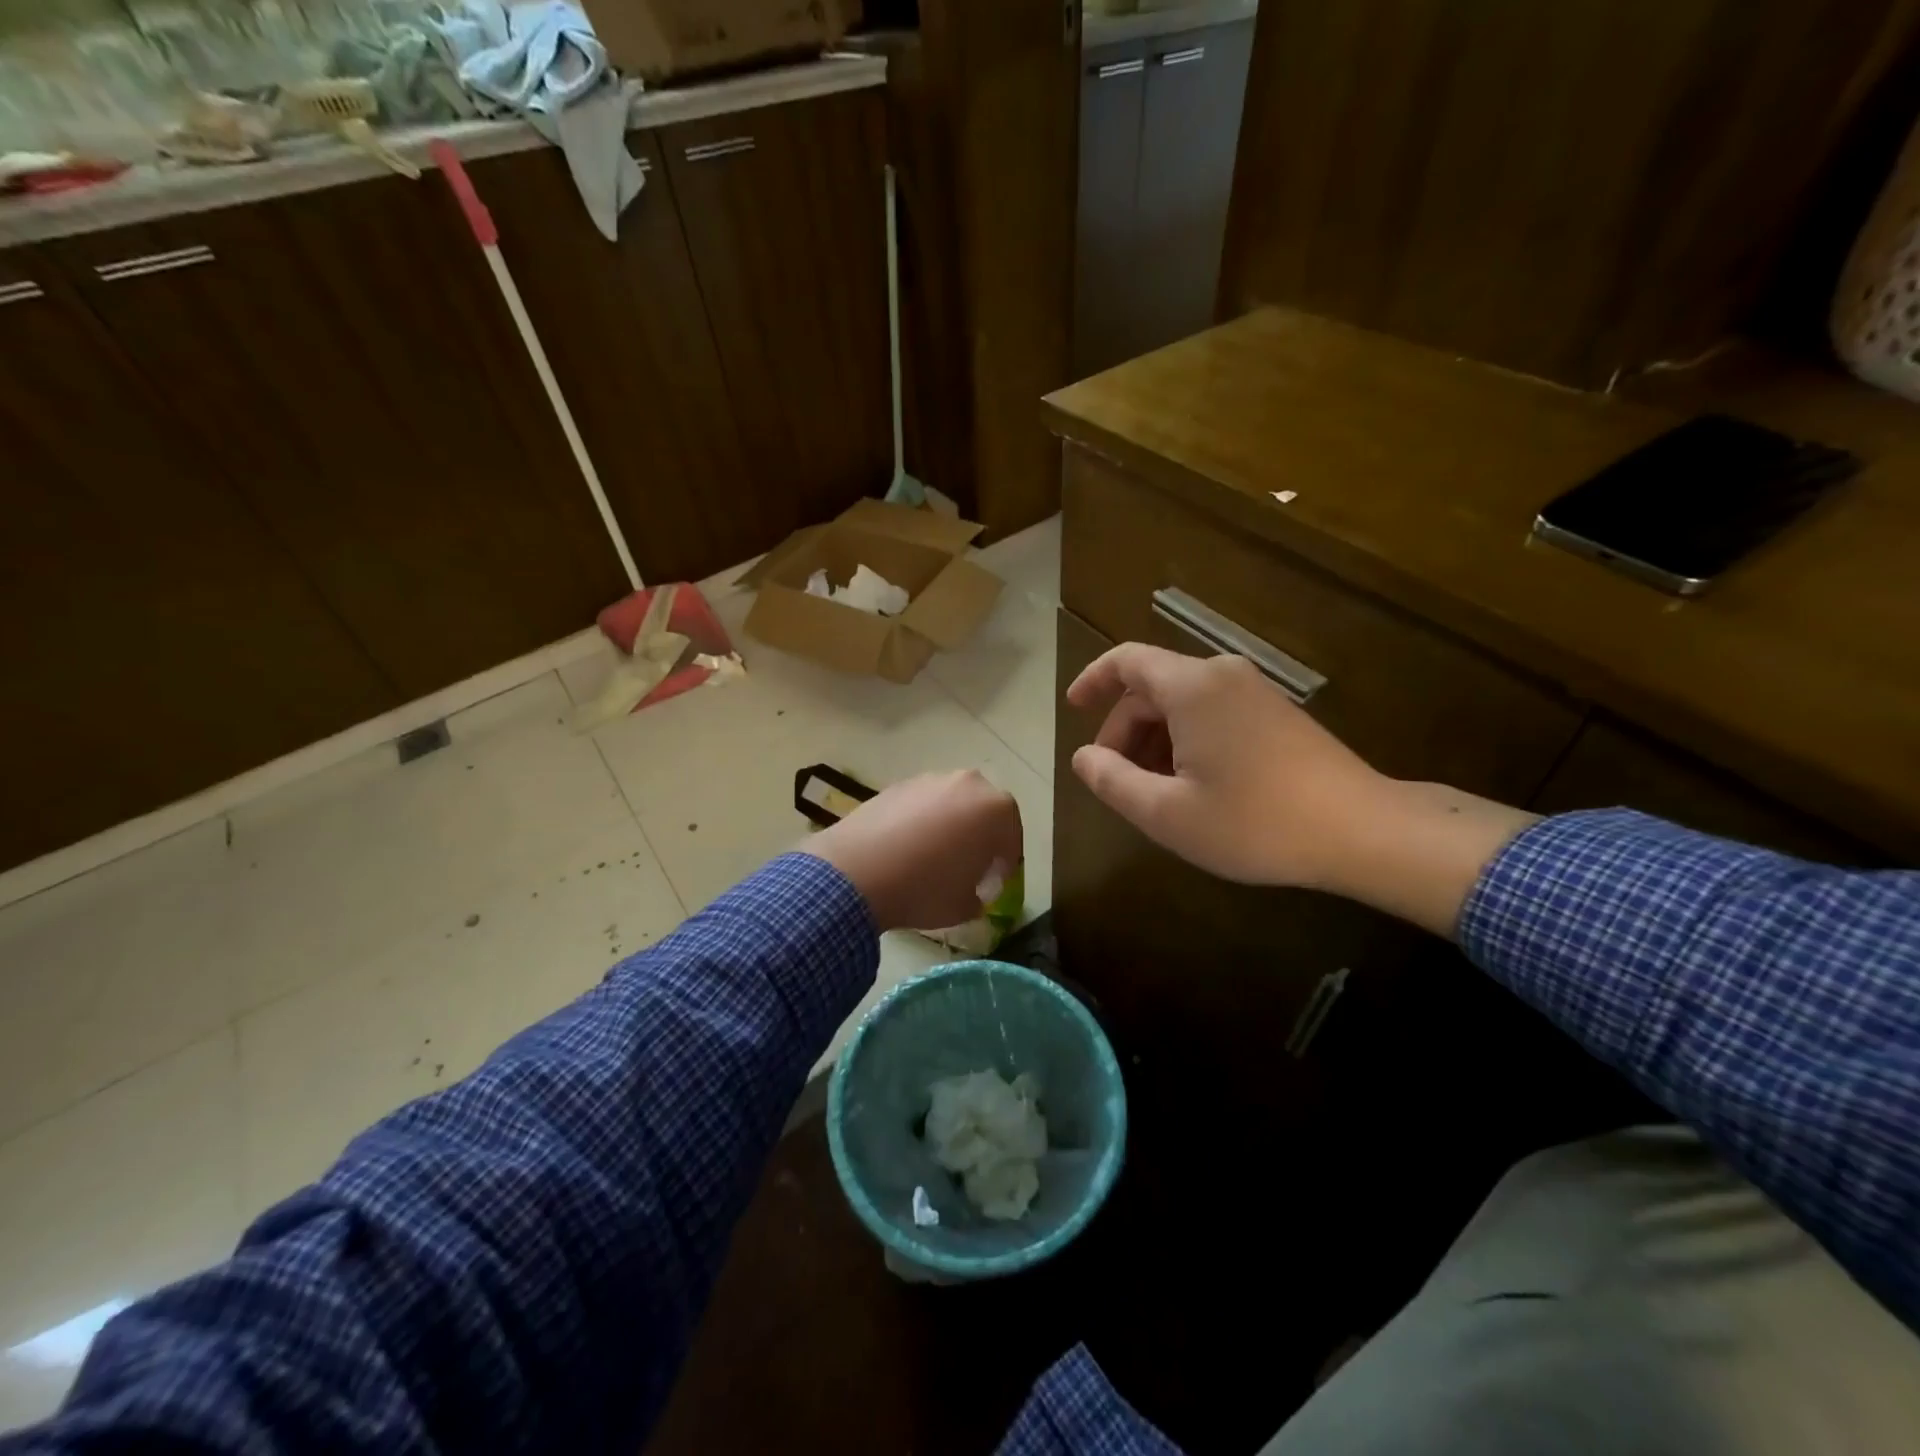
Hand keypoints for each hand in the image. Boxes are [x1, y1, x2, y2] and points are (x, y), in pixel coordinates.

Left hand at [800, 770, 1022, 932]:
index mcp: (996, 809)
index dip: (1003, 865)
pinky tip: (905, 850)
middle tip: (966, 868)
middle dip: (979, 837)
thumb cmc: (924, 889)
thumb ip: (980, 896)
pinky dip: (920, 822)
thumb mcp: (964, 906)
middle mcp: (968, 783)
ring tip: (931, 859)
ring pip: (951, 804)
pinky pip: (921, 805)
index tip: (991, 885)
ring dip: (949, 826)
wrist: (856, 872)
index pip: (1012, 837)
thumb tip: (974, 891)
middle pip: (983, 812)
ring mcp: (929, 779)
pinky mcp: (897, 784)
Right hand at [1066, 643, 1388, 888]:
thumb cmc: (1254, 821)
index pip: (1126, 661)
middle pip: (1152, 687)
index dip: (1092, 680)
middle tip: (1114, 779)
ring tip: (1153, 791)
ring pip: (1183, 703)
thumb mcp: (1166, 813)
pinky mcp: (1277, 714)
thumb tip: (1084, 757)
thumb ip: (1112, 781)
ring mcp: (1255, 692)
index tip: (1072, 707)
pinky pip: (1213, 713)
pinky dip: (1186, 740)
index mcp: (1191, 687)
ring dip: (1155, 739)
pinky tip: (1193, 786)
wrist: (1361, 830)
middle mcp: (1222, 675)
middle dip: (1124, 729)